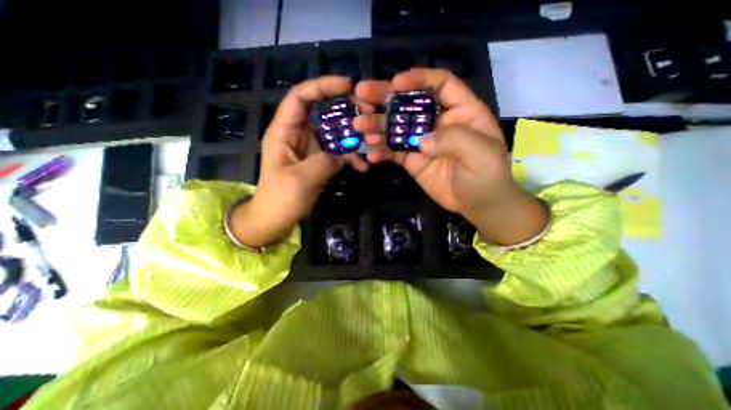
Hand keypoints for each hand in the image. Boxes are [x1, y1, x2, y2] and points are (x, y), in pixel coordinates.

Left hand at [229, 76, 371, 249]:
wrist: (276, 219)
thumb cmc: (280, 199)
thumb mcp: (300, 181)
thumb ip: (323, 163)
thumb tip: (342, 155)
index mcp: (284, 132)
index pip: (300, 97)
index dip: (322, 87)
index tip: (347, 86)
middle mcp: (298, 135)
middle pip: (322, 112)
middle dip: (345, 111)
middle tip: (367, 114)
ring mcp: (312, 148)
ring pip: (334, 132)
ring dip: (353, 136)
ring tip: (371, 142)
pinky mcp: (320, 161)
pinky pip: (339, 152)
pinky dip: (351, 157)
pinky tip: (363, 166)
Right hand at [354, 68, 548, 244]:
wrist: (477, 204)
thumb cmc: (487, 175)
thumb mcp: (481, 152)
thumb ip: (454, 139)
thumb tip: (422, 141)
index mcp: (461, 111)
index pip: (440, 84)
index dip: (418, 80)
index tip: (396, 83)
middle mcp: (437, 122)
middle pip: (410, 103)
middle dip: (385, 97)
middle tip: (361, 95)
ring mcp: (422, 141)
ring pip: (396, 128)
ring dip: (377, 126)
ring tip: (360, 126)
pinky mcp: (412, 160)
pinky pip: (393, 152)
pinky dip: (381, 152)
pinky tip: (371, 155)